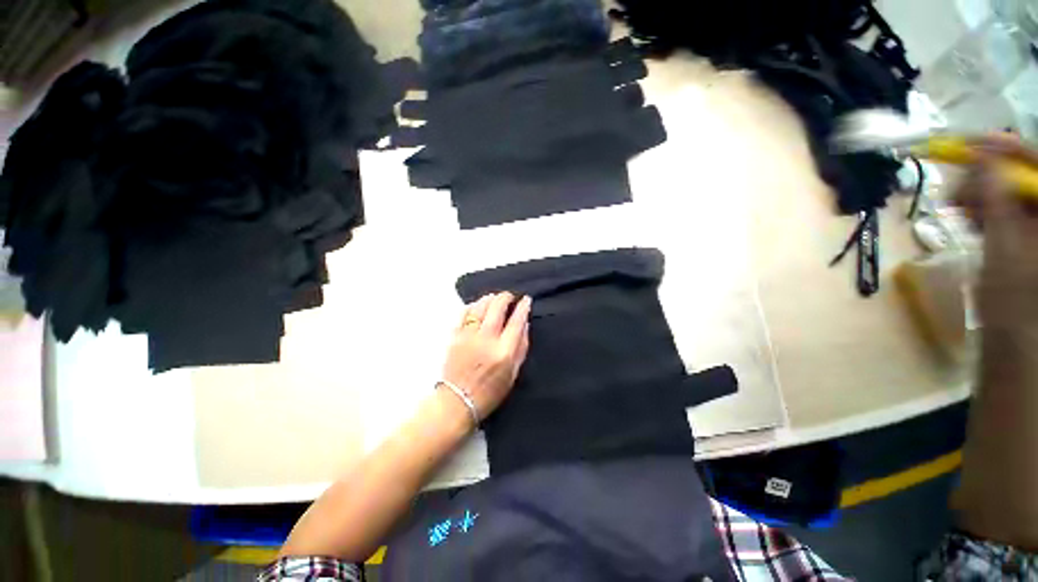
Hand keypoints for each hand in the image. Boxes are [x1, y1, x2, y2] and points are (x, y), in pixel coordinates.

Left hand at [441, 292, 531, 421]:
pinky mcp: (455, 336)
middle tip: (510, 296)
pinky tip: (477, 305)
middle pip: (497, 308)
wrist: (457, 401)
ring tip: (494, 298)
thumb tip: (525, 325)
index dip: (523, 307)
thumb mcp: (513, 374)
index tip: (526, 299)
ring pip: (480, 307)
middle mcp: (486, 339)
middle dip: (506, 297)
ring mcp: (468, 336)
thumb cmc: (490, 392)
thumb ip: (521, 347)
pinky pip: (463, 314)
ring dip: (489, 299)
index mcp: (503, 351)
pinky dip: (472, 306)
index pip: (516, 321)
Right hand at [955, 135, 1037, 337]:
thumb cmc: (1013, 297)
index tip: (971, 143)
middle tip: (958, 186)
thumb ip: (994, 198)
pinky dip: (987, 209)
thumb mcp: (1003, 245)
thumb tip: (978, 158)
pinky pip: (1009, 209)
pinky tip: (971, 218)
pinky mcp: (1030, 234)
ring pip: (1013, 192)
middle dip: (989, 176)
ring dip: (984, 194)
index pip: (1037, 164)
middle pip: (1024, 177)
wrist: (1014, 335)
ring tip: (960, 207)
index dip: (1006, 148)